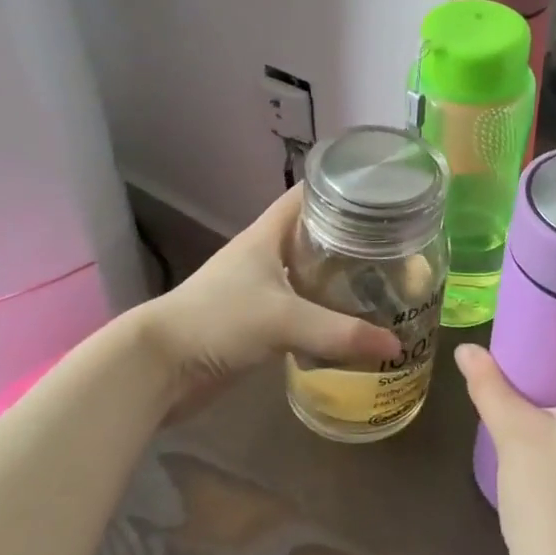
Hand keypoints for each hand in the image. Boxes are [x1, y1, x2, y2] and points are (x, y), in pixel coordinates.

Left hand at [124, 186, 401, 422]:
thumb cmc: (218, 321)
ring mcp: (262, 288)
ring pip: (311, 272)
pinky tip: (353, 321)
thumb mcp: (283, 320)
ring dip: (341, 276)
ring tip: (384, 279)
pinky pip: (303, 308)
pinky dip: (326, 311)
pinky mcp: (259, 322)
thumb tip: (395, 343)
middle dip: (352, 236)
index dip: (342, 186)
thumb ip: (339, 331)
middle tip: (396, 242)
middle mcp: (267, 254)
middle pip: (316, 233)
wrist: (159, 368)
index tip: (382, 191)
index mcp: (268, 234)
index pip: (309, 194)